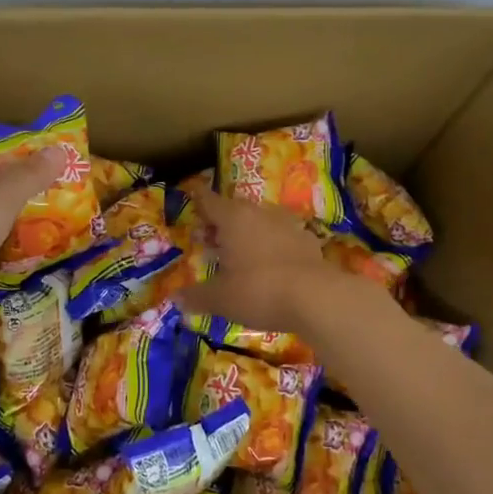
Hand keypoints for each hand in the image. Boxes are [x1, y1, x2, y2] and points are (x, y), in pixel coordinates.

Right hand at [174, 189, 349, 334]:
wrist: (316, 298)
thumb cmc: (258, 290)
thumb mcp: (220, 298)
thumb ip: (197, 296)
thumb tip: (176, 299)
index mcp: (233, 218)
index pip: (210, 201)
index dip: (199, 199)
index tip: (192, 194)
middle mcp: (260, 214)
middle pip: (236, 208)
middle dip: (222, 220)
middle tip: (211, 238)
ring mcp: (288, 225)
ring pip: (262, 221)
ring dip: (249, 232)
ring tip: (241, 252)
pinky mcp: (309, 242)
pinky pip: (283, 238)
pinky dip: (273, 246)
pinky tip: (271, 264)